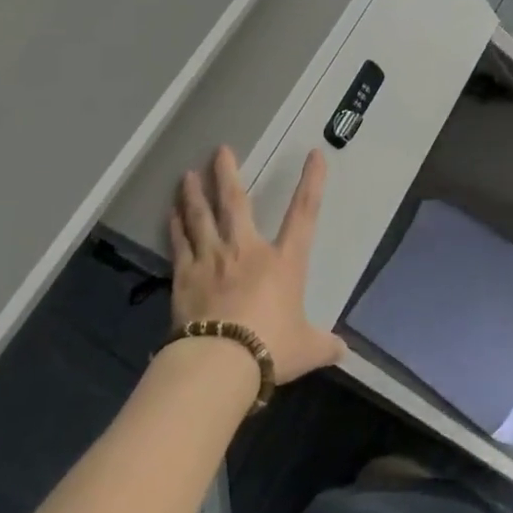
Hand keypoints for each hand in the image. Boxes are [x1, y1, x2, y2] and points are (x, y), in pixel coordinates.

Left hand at [170, 146, 343, 382]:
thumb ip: (323, 344)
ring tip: (187, 174)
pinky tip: (170, 212)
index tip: (314, 154)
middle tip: (219, 150)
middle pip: (236, 203)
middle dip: (228, 174)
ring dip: (194, 194)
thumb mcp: (307, 349)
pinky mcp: (185, 277)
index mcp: (283, 261)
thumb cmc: (271, 348)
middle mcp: (247, 251)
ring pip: (201, 218)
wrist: (220, 362)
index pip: (304, 213)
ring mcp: (213, 260)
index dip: (311, 182)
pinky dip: (175, 226)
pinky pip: (180, 244)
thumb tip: (342, 352)